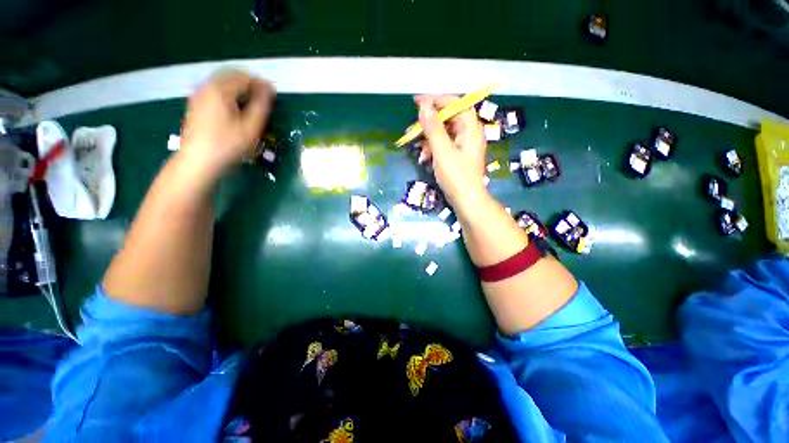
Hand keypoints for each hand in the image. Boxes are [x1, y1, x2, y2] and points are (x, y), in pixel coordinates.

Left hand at [180, 69, 275, 178]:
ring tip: (251, 101)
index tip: (274, 94)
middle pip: (231, 75)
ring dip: (238, 86)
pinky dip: (228, 92)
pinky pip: (214, 89)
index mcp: (221, 90)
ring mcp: (199, 94)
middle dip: (249, 82)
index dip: (261, 84)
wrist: (199, 161)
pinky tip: (234, 106)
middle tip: (263, 96)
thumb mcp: (251, 127)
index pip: (245, 77)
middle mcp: (207, 86)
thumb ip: (261, 105)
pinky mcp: (196, 103)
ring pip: (222, 81)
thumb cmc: (228, 145)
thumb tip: (269, 88)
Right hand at [415, 95, 487, 211]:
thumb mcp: (442, 151)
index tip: (417, 102)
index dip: (435, 100)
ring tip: (417, 147)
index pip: (454, 103)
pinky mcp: (458, 155)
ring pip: (444, 133)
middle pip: (448, 118)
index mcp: (470, 128)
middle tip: (413, 128)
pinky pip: (444, 145)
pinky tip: (425, 157)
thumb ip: (433, 128)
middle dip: (429, 123)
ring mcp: (464, 145)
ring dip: (429, 138)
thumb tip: (424, 106)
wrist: (467, 201)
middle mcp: (469, 133)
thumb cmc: (456, 176)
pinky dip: (434, 148)